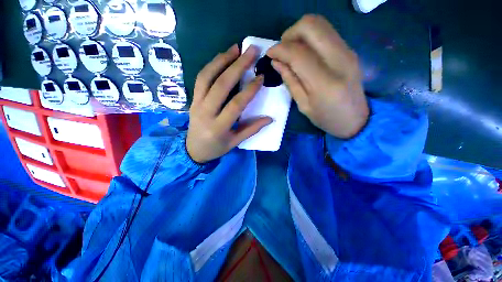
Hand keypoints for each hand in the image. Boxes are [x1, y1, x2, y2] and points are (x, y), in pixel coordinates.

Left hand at [186, 44, 272, 163]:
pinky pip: (201, 79)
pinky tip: (222, 58)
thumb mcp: (235, 142)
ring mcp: (196, 104)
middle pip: (221, 85)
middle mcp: (205, 113)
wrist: (193, 150)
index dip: (249, 90)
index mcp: (218, 127)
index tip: (261, 77)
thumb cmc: (216, 148)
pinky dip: (211, 66)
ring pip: (207, 77)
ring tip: (236, 48)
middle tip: (251, 51)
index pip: (235, 104)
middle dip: (237, 66)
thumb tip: (270, 118)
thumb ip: (252, 129)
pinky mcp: (192, 99)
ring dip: (222, 60)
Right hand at [267, 15, 368, 138]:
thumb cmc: (326, 118)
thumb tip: (276, 62)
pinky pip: (326, 32)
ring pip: (320, 23)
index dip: (280, 49)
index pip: (298, 53)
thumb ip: (290, 81)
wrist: (356, 119)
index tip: (269, 54)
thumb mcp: (303, 105)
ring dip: (300, 33)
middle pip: (311, 25)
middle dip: (290, 33)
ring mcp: (347, 51)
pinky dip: (310, 37)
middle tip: (282, 50)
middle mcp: (339, 59)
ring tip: (291, 51)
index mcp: (324, 82)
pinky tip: (303, 52)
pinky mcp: (349, 49)